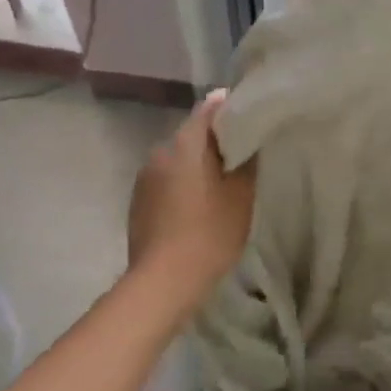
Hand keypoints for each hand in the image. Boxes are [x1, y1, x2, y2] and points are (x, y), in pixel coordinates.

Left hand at [123, 91, 255, 317]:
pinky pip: (167, 180)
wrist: (163, 282)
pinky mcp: (138, 202)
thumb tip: (248, 139)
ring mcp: (144, 178)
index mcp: (185, 144)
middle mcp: (159, 152)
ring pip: (179, 159)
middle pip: (192, 134)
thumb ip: (245, 160)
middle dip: (216, 140)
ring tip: (222, 182)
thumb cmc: (210, 232)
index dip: (231, 108)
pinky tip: (198, 204)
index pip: (209, 109)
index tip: (251, 116)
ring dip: (198, 164)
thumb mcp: (241, 194)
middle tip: (243, 154)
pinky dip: (184, 183)